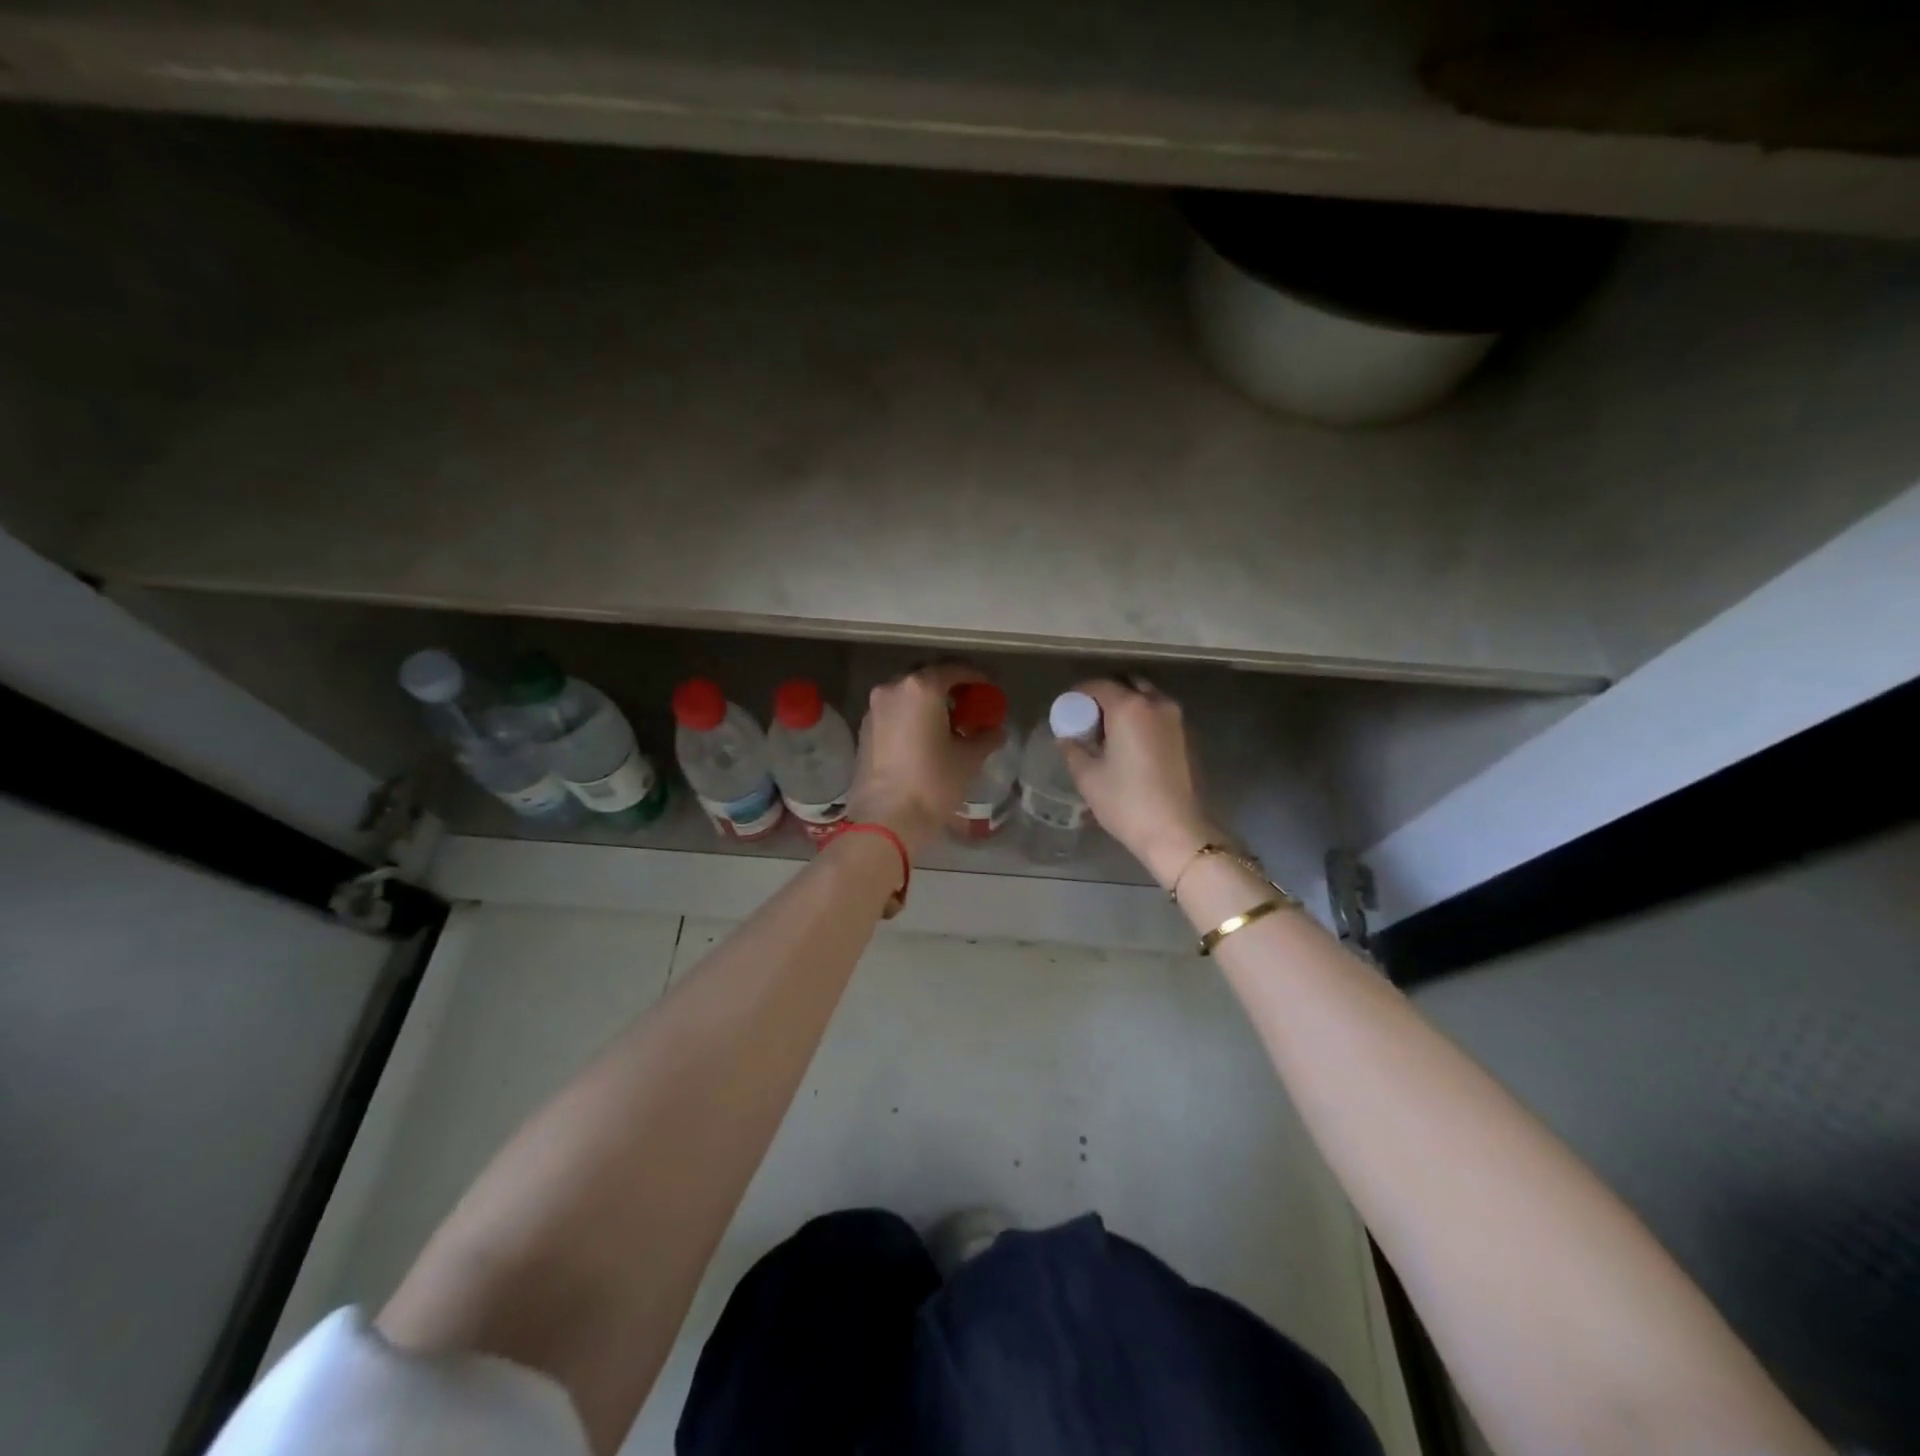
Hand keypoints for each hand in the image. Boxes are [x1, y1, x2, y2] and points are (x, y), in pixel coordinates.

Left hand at [848, 663, 1003, 855]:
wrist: (886, 818)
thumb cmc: (933, 782)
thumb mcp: (969, 759)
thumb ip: (985, 737)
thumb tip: (996, 730)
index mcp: (922, 688)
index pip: (954, 670)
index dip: (976, 678)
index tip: (989, 690)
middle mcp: (893, 689)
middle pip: (927, 678)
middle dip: (950, 688)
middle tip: (969, 705)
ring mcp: (875, 709)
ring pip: (907, 695)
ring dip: (928, 703)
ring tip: (948, 724)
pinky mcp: (864, 729)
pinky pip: (894, 712)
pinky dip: (911, 717)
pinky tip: (925, 737)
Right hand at [1061, 679, 1219, 886]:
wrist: (1175, 831)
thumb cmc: (1126, 801)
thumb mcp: (1088, 776)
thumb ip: (1073, 749)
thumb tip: (1066, 737)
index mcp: (1129, 707)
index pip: (1098, 685)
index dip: (1079, 694)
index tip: (1067, 709)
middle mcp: (1156, 704)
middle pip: (1126, 686)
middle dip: (1106, 697)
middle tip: (1089, 720)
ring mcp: (1176, 720)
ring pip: (1146, 700)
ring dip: (1126, 707)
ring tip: (1108, 734)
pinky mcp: (1186, 738)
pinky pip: (1158, 716)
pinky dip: (1142, 721)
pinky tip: (1129, 746)